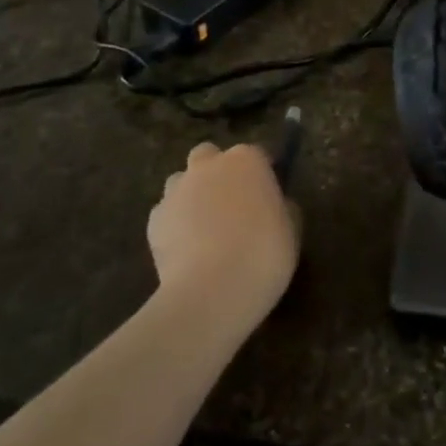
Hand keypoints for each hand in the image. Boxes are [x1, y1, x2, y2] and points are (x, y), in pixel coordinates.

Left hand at [149, 142, 300, 324]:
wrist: (212, 291)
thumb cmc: (263, 255)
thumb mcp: (291, 230)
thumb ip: (282, 207)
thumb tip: (274, 205)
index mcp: (247, 160)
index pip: (256, 154)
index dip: (261, 174)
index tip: (267, 196)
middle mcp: (209, 165)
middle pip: (209, 156)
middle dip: (216, 172)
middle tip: (230, 204)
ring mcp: (177, 190)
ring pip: (182, 181)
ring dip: (191, 195)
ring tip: (203, 228)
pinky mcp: (154, 219)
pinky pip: (166, 213)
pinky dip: (174, 224)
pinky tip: (185, 249)